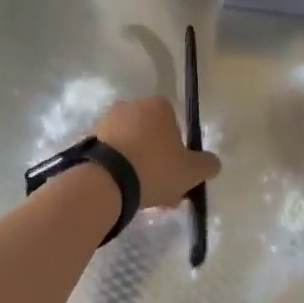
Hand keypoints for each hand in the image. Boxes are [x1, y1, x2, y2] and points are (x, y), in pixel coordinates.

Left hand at [94, 97, 219, 209]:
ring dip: (138, 166)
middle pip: (152, 136)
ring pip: (132, 146)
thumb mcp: (191, 171)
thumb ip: (207, 165)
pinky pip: (112, 155)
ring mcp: (107, 121)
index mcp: (158, 106)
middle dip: (158, 160)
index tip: (177, 173)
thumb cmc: (154, 168)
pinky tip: (123, 192)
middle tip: (162, 189)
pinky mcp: (90, 139)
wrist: (106, 181)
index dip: (179, 150)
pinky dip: (118, 169)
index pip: (175, 125)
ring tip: (142, 197)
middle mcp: (132, 105)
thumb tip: (213, 163)